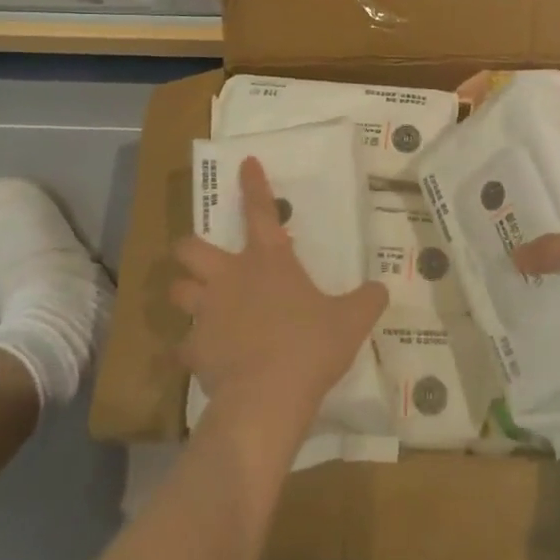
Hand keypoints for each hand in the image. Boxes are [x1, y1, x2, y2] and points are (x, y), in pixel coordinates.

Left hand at [170, 157, 387, 432]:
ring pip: (177, 290)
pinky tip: (204, 358)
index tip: (245, 163)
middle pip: (190, 248)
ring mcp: (207, 313)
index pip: (260, 209)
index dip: (253, 184)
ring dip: (186, 293)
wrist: (268, 396)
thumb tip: (381, 289)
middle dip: (190, 248)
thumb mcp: (351, 320)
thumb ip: (367, 300)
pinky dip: (191, 349)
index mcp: (269, 260)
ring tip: (197, 303)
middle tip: (202, 257)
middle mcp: (231, 277)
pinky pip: (184, 345)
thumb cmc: (310, 345)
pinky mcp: (194, 350)